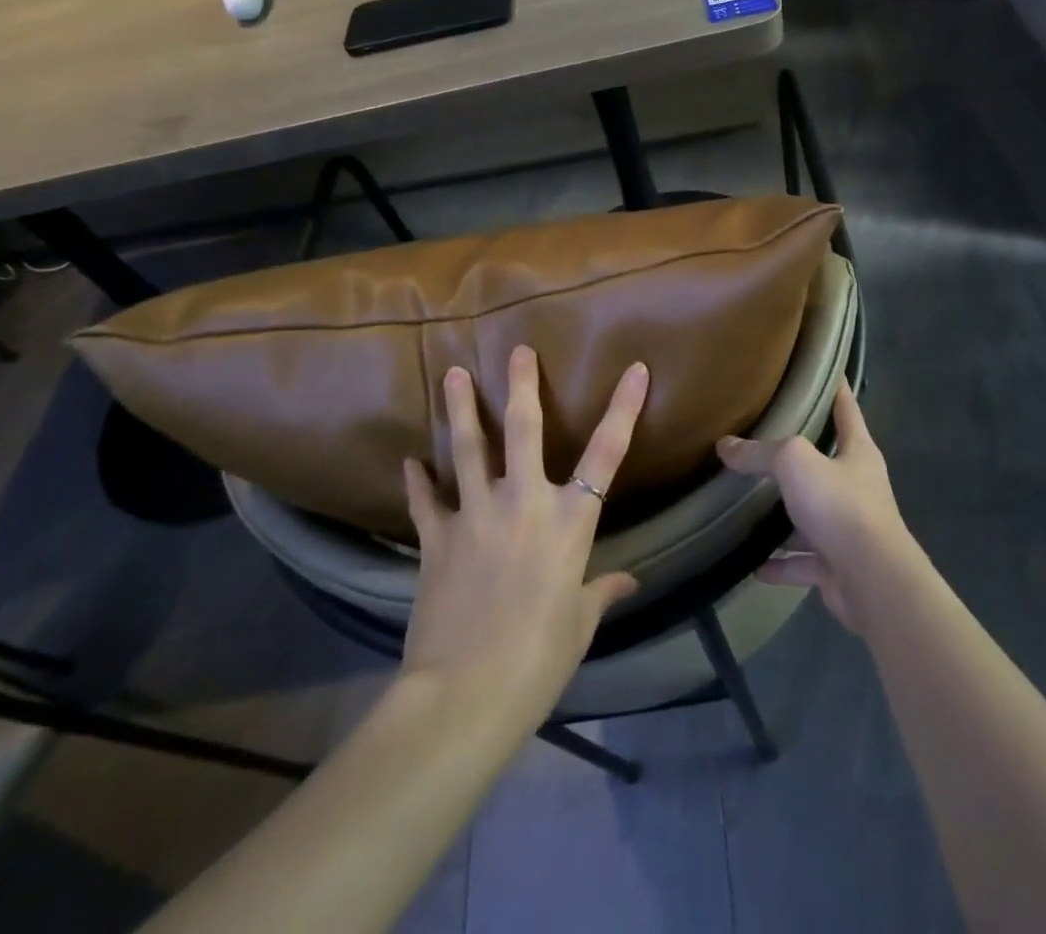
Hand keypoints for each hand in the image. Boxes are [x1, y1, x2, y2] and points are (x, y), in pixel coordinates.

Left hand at [400, 346, 646, 724]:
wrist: (464, 695)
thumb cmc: (537, 660)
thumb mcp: (578, 625)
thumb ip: (600, 592)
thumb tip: (627, 581)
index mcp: (569, 522)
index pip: (607, 454)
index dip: (623, 408)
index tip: (634, 369)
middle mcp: (524, 503)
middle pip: (524, 430)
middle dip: (522, 386)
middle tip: (518, 350)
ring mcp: (475, 515)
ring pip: (468, 449)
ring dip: (461, 410)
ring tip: (452, 374)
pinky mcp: (436, 538)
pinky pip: (426, 501)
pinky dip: (418, 480)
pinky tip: (410, 461)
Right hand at [717, 380, 907, 630]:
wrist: (872, 580)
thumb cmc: (840, 505)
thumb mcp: (795, 463)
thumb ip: (760, 452)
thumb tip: (725, 446)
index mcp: (858, 452)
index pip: (847, 408)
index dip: (836, 388)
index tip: (825, 370)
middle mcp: (857, 486)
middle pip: (827, 463)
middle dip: (800, 456)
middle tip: (765, 439)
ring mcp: (849, 528)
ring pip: (812, 516)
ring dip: (787, 517)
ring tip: (751, 506)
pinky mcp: (838, 566)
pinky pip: (803, 561)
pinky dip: (780, 564)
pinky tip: (753, 565)